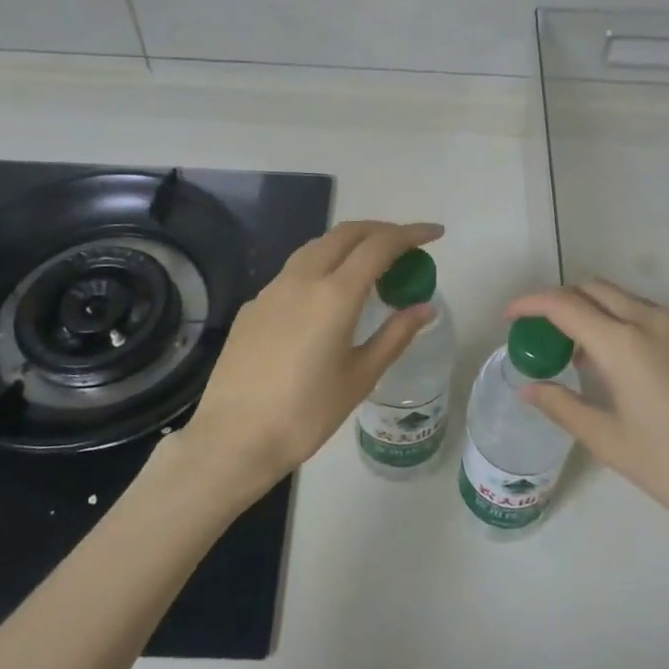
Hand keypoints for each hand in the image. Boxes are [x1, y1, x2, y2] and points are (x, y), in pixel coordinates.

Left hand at [171, 220, 442, 506]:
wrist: (233, 438)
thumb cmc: (306, 414)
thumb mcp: (360, 377)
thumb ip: (395, 335)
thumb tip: (425, 307)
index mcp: (335, 295)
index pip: (380, 246)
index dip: (411, 234)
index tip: (435, 233)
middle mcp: (302, 279)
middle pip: (346, 234)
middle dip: (380, 230)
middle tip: (405, 244)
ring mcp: (272, 289)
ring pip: (316, 247)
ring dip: (348, 244)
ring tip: (369, 265)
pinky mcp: (253, 306)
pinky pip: (294, 271)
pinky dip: (322, 267)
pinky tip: (326, 297)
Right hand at [507, 280, 668, 565]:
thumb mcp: (610, 441)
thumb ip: (563, 406)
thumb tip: (530, 387)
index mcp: (624, 343)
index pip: (564, 304)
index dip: (530, 304)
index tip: (509, 318)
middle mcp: (652, 322)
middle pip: (594, 289)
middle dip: (560, 302)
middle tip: (541, 335)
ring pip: (623, 299)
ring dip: (592, 311)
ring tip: (575, 354)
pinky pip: (647, 316)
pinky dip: (619, 323)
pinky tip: (617, 366)